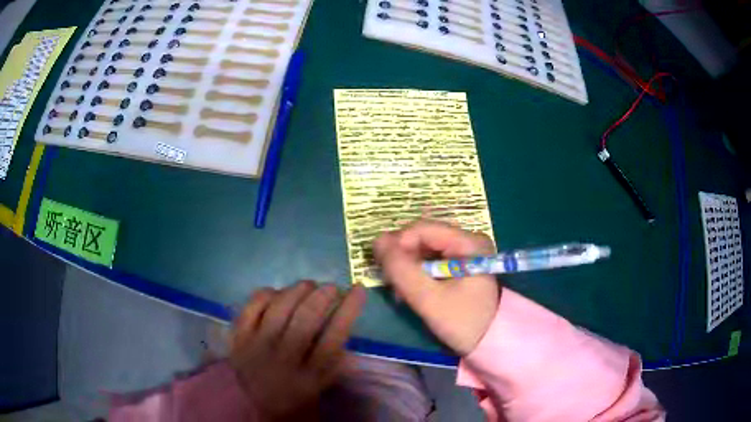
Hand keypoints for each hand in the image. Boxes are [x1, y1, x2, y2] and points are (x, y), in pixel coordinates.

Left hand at [230, 281, 365, 420]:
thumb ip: (334, 366)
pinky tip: (277, 293)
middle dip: (323, 295)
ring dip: (297, 290)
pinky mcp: (238, 335)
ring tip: (308, 286)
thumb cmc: (289, 398)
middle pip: (306, 318)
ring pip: (280, 307)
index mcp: (308, 376)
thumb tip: (348, 336)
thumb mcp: (318, 390)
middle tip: (331, 287)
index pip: (334, 336)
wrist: (246, 404)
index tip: (358, 289)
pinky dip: (267, 293)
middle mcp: (284, 358)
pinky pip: (253, 305)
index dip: (349, 309)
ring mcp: (257, 344)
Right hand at [374, 220, 498, 354]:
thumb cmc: (464, 322)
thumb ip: (402, 270)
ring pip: (423, 250)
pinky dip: (417, 274)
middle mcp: (468, 240)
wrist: (490, 343)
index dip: (397, 244)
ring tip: (401, 293)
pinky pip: (431, 261)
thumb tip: (376, 241)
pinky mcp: (460, 265)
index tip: (385, 271)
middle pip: (422, 238)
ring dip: (408, 269)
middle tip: (393, 286)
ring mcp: (465, 252)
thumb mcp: (429, 299)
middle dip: (403, 259)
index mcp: (468, 242)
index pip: (422, 228)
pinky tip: (412, 292)